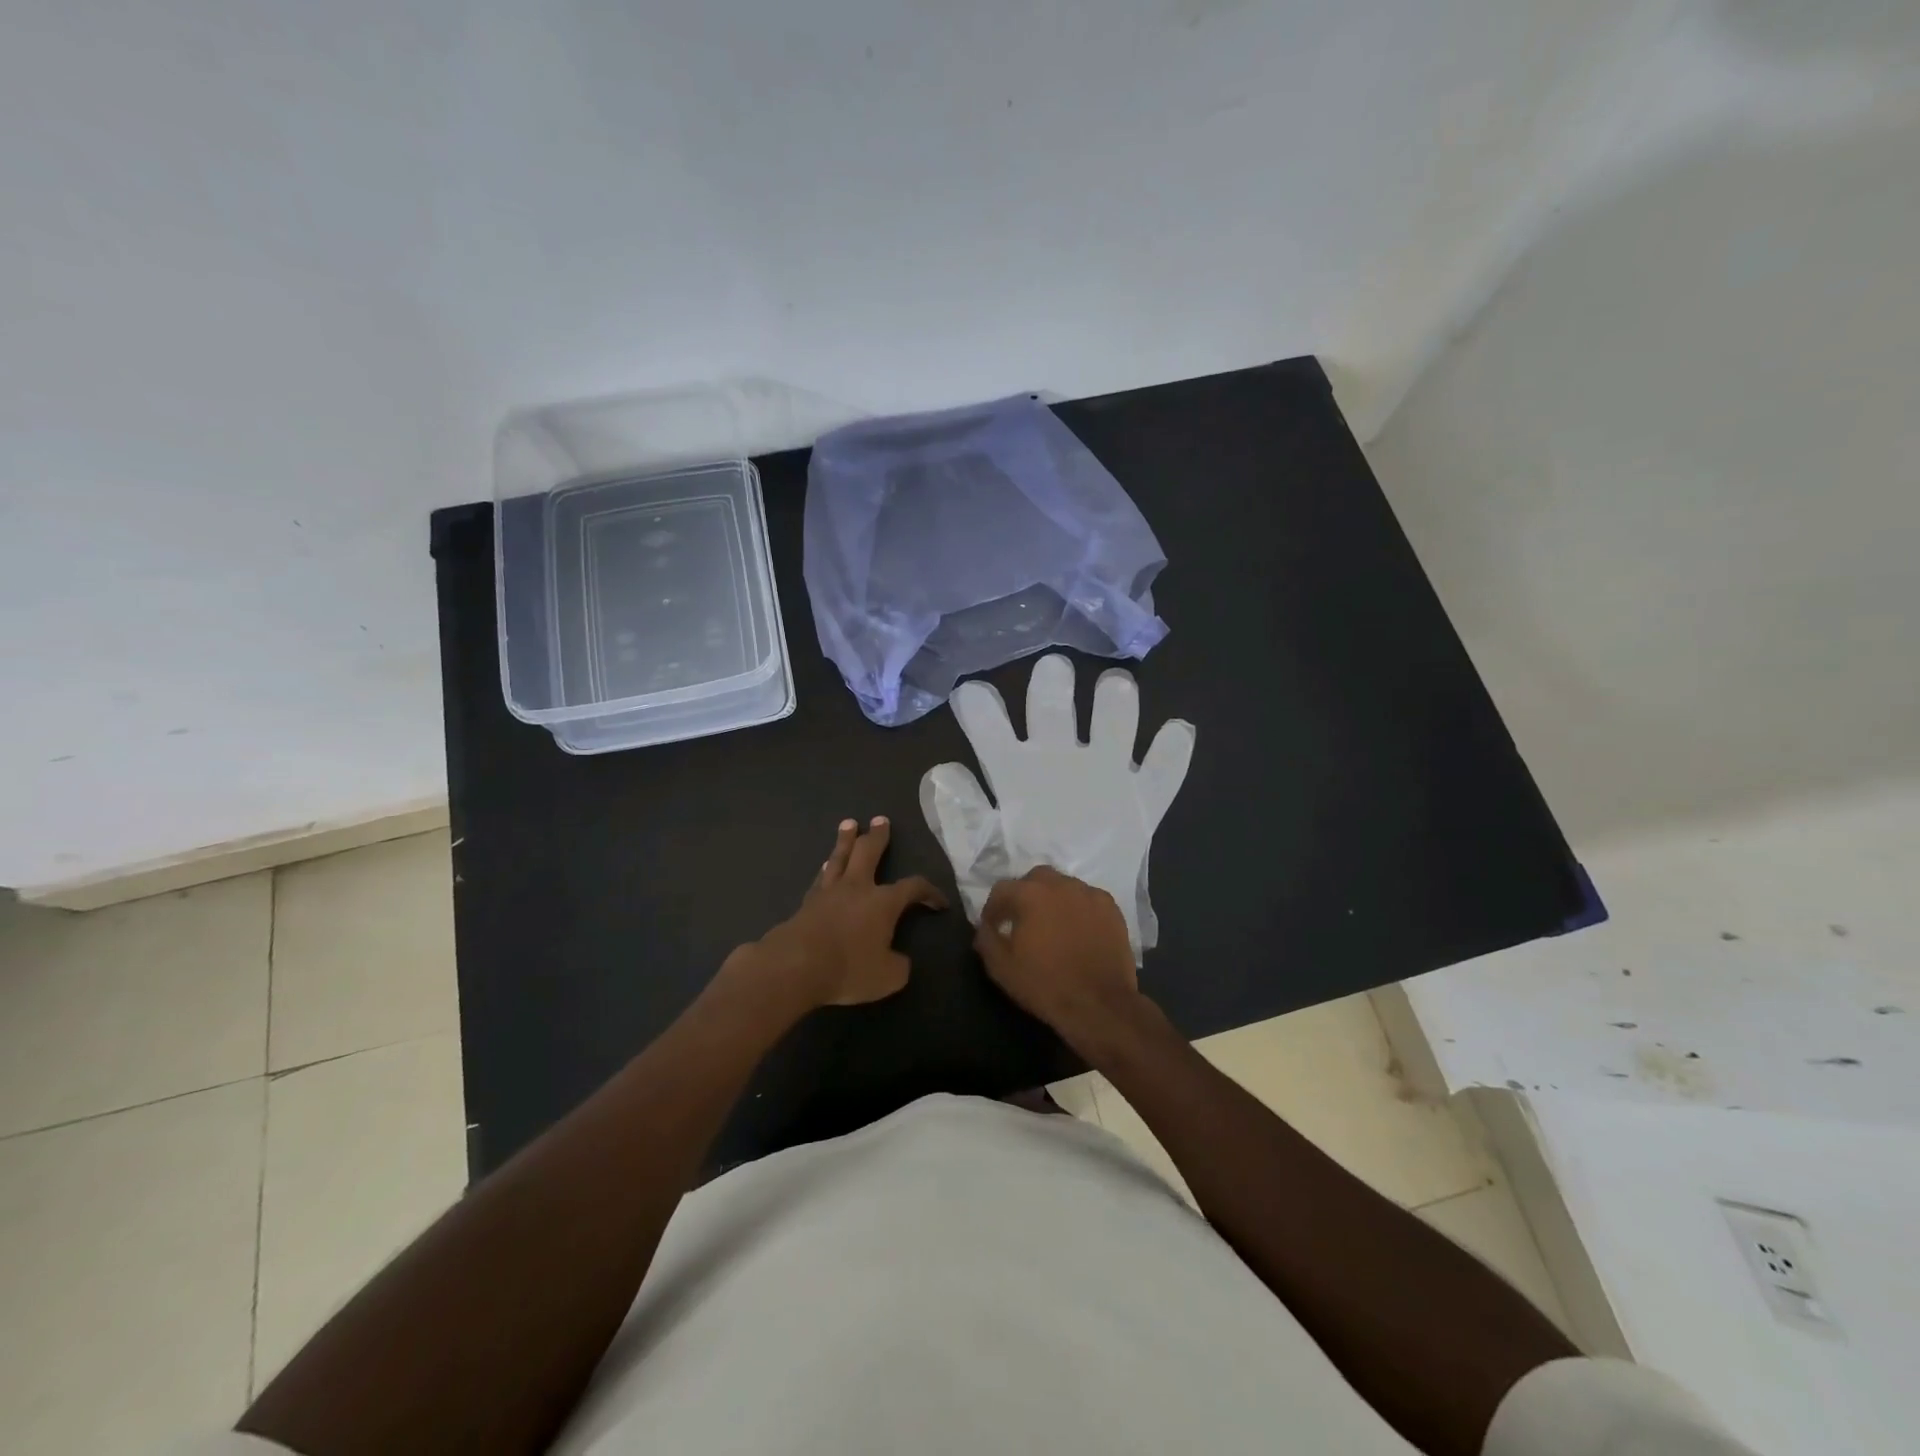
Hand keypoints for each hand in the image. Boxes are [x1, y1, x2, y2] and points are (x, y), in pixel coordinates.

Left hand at [733, 817, 946, 1010]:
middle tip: (881, 820)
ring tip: (849, 824)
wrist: (795, 966)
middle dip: (878, 836)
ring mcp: (829, 892)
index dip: (929, 892)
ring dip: (846, 840)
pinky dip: (827, 868)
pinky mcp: (807, 902)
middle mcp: (857, 888)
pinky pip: (821, 877)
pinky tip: (826, 864)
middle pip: (869, 852)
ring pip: (840, 857)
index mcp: (883, 902)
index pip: (913, 887)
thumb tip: (901, 960)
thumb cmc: (848, 969)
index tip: (939, 903)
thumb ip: (899, 966)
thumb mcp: (887, 977)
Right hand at [973, 866, 1145, 1044]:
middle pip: (1035, 878)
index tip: (993, 926)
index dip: (993, 908)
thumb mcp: (1002, 968)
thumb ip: (986, 940)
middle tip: (1022, 920)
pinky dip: (1077, 909)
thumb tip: (985, 927)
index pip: (1002, 889)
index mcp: (1030, 894)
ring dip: (1052, 899)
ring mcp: (1089, 894)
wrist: (1100, 1004)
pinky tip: (1077, 930)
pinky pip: (1087, 899)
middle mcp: (1061, 884)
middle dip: (1024, 895)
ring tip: (1051, 925)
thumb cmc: (1046, 985)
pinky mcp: (1111, 908)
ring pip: (1064, 886)